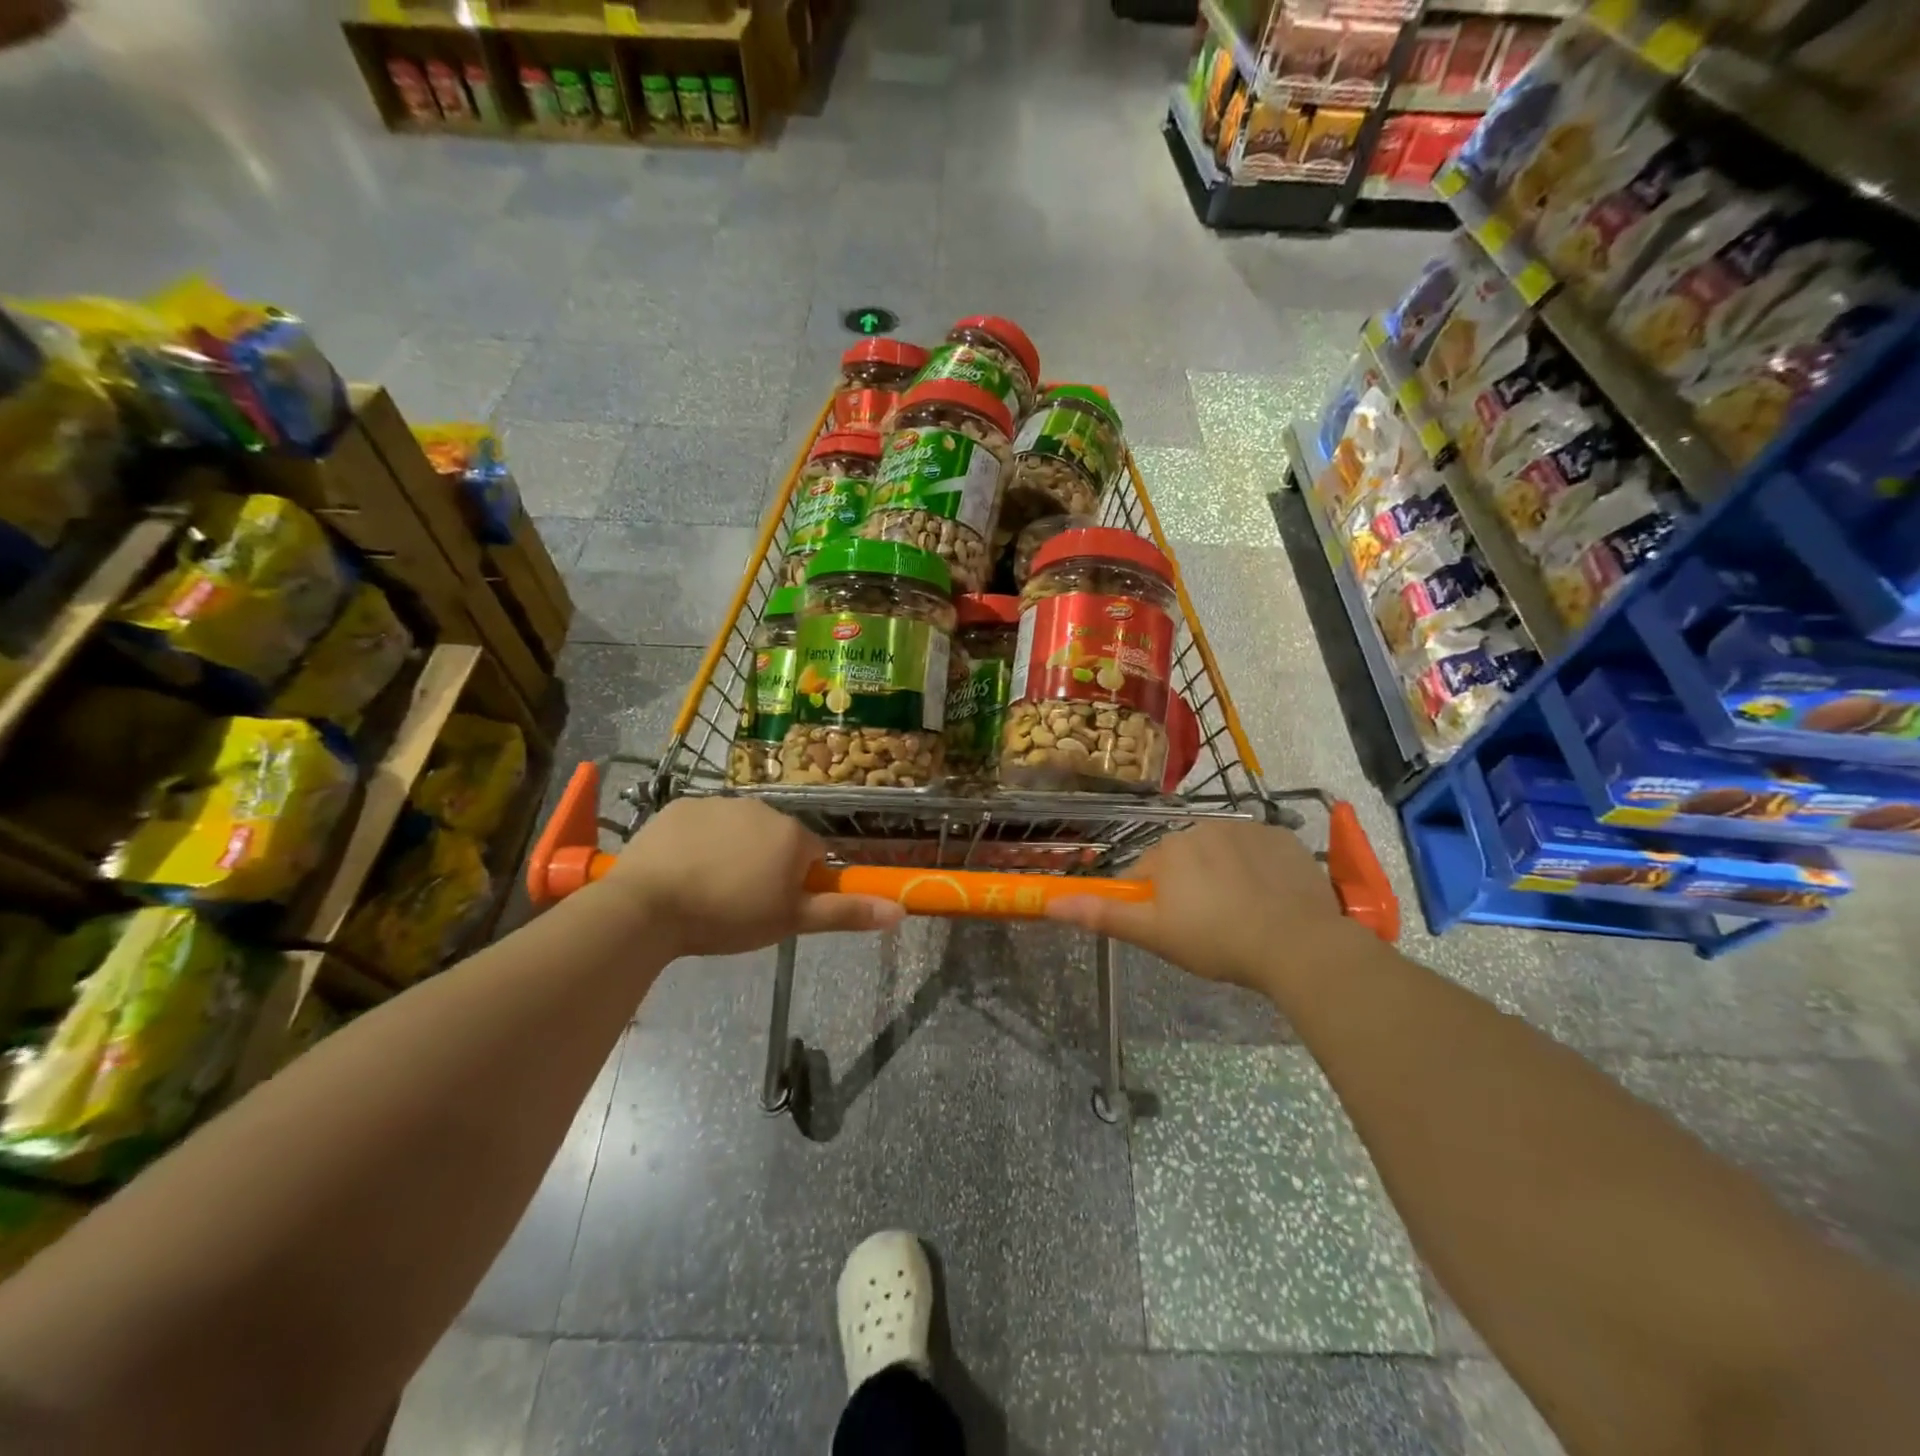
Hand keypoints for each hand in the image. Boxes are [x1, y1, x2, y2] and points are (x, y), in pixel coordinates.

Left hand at [599, 798, 902, 956]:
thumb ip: (845, 911)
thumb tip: (900, 911)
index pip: (811, 853)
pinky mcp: (681, 805)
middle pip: (776, 838)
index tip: (773, 905)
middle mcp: (762, 808)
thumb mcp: (790, 921)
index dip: (797, 881)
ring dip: (732, 852)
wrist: (647, 906)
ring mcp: (718, 802)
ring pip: (739, 829)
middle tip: (740, 902)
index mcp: (791, 834)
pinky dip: (698, 842)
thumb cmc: (727, 916)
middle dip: (765, 864)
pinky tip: (680, 870)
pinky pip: (702, 823)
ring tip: (706, 889)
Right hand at [1047, 820, 1360, 992]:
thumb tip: (1049, 903)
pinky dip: (1258, 869)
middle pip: (1183, 859)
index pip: (1143, 873)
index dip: (1150, 902)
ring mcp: (1247, 828)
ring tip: (1242, 916)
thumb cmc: (1216, 941)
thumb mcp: (1154, 934)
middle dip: (1187, 886)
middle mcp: (1202, 827)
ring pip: (1220, 853)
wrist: (1297, 944)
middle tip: (1207, 928)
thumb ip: (1103, 915)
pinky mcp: (1283, 837)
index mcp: (1169, 849)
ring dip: (1222, 876)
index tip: (1169, 929)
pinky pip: (1258, 851)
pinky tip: (1269, 899)